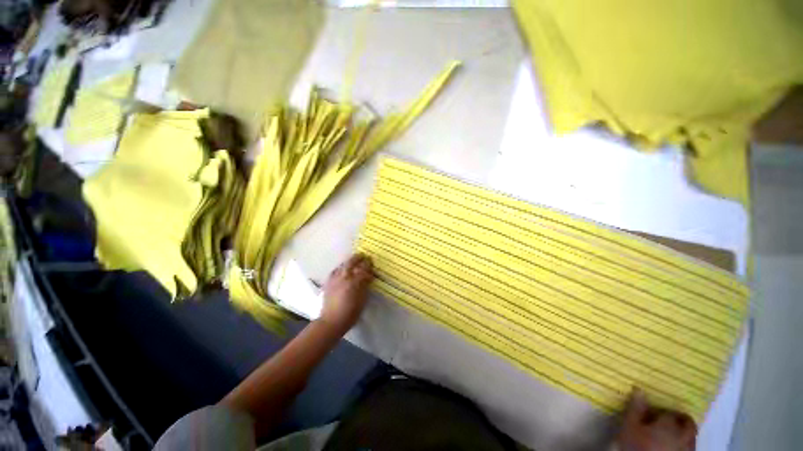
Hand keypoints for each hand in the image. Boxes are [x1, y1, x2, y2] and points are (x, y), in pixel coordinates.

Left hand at [319, 254, 373, 333]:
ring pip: (342, 265)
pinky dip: (340, 268)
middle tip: (363, 256)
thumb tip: (368, 277)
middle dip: (358, 258)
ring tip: (353, 261)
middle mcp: (344, 277)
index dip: (368, 264)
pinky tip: (341, 270)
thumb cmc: (351, 313)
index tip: (371, 261)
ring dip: (349, 262)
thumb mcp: (362, 300)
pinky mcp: (328, 283)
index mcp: (354, 282)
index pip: (363, 269)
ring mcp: (335, 279)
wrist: (331, 321)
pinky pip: (335, 271)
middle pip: (351, 262)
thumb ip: (365, 286)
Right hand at [617, 389, 696, 450]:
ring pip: (691, 437)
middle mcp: (684, 435)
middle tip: (666, 421)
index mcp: (670, 424)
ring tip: (669, 435)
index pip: (670, 412)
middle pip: (688, 424)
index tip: (652, 414)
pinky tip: (671, 447)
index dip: (661, 412)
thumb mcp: (630, 426)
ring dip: (683, 433)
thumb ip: (636, 409)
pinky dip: (683, 444)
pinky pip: (689, 448)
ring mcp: (688, 449)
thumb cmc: (637, 446)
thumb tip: (639, 389)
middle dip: (680, 420)